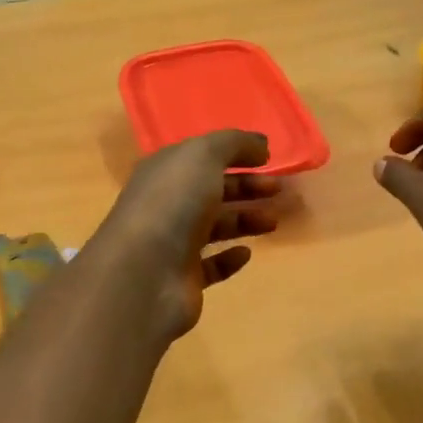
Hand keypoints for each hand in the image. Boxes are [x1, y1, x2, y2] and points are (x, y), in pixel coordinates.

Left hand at [92, 131, 282, 339]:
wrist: (144, 274)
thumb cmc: (174, 204)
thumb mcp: (203, 156)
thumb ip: (234, 143)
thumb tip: (259, 144)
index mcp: (164, 171)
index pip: (201, 157)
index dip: (234, 154)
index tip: (268, 159)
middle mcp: (166, 204)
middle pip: (211, 191)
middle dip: (246, 187)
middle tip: (277, 190)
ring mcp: (172, 243)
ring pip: (214, 227)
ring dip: (244, 220)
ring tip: (272, 221)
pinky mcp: (183, 278)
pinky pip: (210, 265)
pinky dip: (229, 258)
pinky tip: (246, 253)